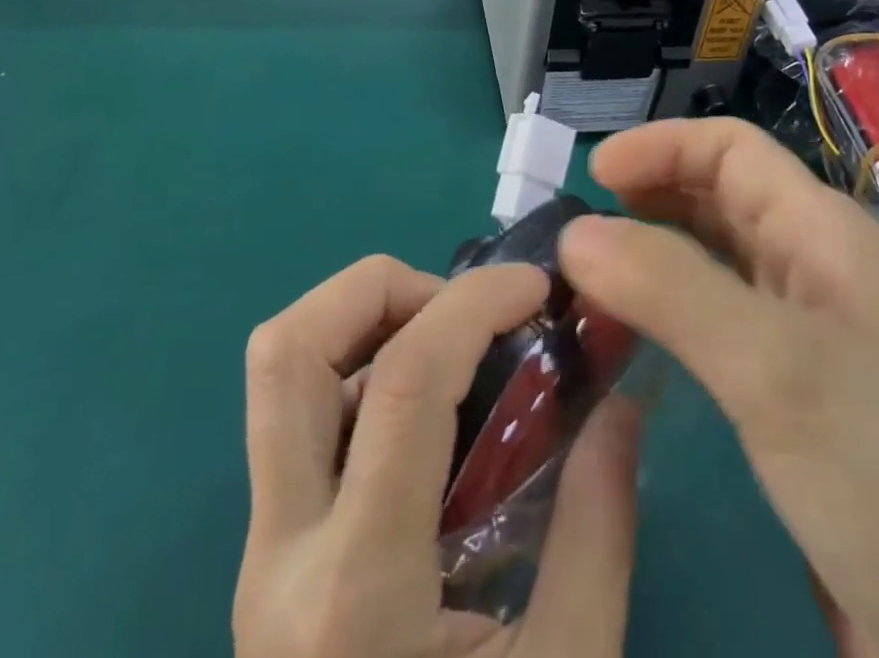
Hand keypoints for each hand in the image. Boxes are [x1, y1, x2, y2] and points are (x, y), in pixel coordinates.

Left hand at [236, 256, 640, 657]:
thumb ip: (597, 533)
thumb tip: (620, 407)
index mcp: (356, 593)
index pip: (399, 384)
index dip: (473, 303)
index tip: (537, 286)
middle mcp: (278, 554)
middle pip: (286, 349)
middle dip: (381, 288)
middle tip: (463, 311)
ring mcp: (257, 554)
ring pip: (277, 371)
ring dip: (364, 320)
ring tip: (448, 347)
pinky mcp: (264, 556)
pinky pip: (297, 415)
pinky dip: (362, 370)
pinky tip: (430, 415)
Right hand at [559, 121, 878, 657]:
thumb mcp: (775, 368)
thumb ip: (671, 289)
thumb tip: (572, 233)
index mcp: (821, 232)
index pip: (731, 148)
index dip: (661, 145)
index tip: (593, 177)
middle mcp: (813, 266)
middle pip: (719, 195)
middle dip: (649, 194)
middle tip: (579, 228)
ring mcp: (806, 333)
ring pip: (713, 259)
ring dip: (652, 252)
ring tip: (589, 278)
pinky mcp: (794, 395)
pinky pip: (716, 322)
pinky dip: (667, 311)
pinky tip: (633, 338)